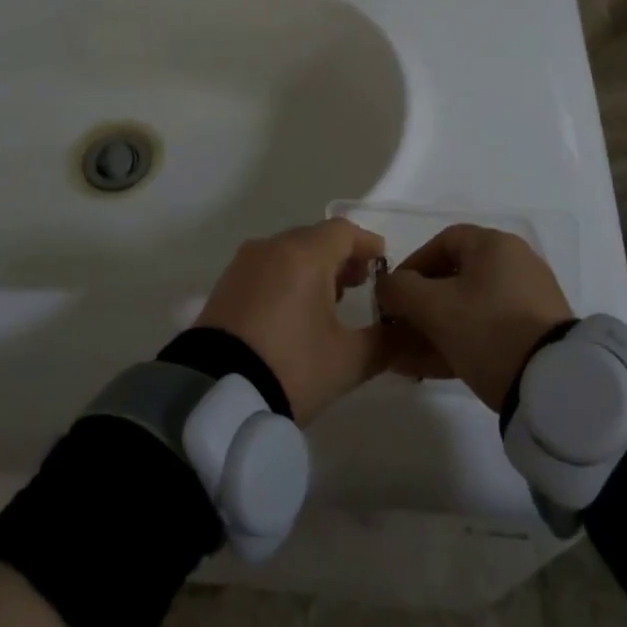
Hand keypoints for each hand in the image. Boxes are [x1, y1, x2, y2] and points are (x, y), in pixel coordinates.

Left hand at [195, 219, 390, 425]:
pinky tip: (295, 310)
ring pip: (288, 252)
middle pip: (315, 238)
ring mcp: (244, 264)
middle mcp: (272, 248)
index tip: (383, 263)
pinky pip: (266, 267)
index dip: (367, 244)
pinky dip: (287, 277)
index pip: (344, 231)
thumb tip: (410, 332)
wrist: (216, 395)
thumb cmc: (291, 367)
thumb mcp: (348, 361)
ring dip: (313, 267)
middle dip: (341, 256)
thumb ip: (386, 342)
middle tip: (359, 284)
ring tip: (329, 301)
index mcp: (304, 254)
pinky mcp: (225, 284)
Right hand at [376, 224, 573, 411]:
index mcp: (494, 246)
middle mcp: (514, 265)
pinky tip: (427, 370)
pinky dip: (456, 344)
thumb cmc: (488, 329)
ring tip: (404, 358)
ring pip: (467, 310)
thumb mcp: (434, 307)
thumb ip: (400, 289)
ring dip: (432, 331)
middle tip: (397, 331)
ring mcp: (527, 302)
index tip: (392, 294)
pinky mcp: (533, 336)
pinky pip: (485, 332)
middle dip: (418, 306)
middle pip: (454, 279)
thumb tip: (386, 285)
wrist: (554, 384)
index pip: (443, 241)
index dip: (412, 265)